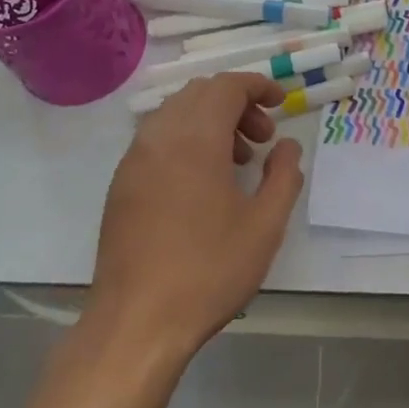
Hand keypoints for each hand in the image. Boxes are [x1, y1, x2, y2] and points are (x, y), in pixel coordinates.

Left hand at [85, 73, 303, 364]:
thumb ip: (283, 175)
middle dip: (236, 104)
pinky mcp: (121, 184)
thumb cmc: (209, 271)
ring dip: (210, 122)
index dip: (257, 86)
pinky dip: (185, 140)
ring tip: (237, 162)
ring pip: (175, 114)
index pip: (226, 86)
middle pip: (199, 94)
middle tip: (263, 139)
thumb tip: (287, 146)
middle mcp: (158, 138)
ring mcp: (134, 161)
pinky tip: (203, 182)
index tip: (281, 103)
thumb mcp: (265, 225)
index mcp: (195, 139)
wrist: (137, 321)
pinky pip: (157, 140)